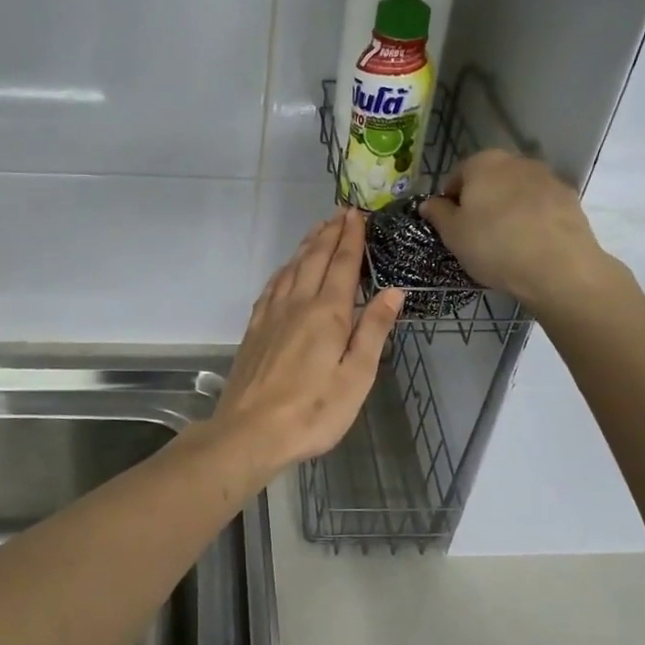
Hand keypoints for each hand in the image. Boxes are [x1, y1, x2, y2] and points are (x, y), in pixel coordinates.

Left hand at [214, 209, 404, 470]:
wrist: (250, 431)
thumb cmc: (313, 411)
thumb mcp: (356, 376)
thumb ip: (373, 330)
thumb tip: (393, 291)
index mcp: (327, 313)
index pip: (342, 265)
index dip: (351, 238)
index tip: (358, 214)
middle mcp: (297, 304)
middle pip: (314, 259)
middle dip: (330, 234)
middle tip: (340, 212)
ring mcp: (271, 315)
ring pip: (291, 269)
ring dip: (307, 246)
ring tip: (318, 230)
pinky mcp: (255, 329)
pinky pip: (272, 287)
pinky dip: (283, 270)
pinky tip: (286, 270)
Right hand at [421, 150, 623, 315]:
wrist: (558, 268)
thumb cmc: (494, 246)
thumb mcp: (453, 234)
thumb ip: (438, 213)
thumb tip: (429, 203)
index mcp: (483, 163)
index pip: (457, 177)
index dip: (450, 202)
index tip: (451, 226)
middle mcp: (516, 161)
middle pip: (489, 180)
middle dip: (481, 202)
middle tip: (476, 234)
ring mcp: (547, 177)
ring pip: (516, 192)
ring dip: (508, 209)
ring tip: (505, 242)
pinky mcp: (569, 198)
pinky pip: (540, 206)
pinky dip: (532, 218)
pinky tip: (530, 244)